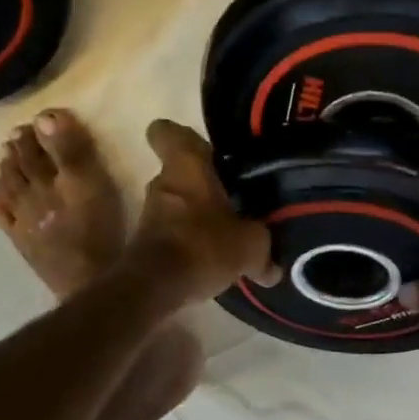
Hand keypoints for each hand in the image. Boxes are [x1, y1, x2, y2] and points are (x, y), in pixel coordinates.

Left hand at [122, 120, 276, 306]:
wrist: (154, 288)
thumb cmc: (203, 246)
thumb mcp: (250, 246)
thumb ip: (264, 249)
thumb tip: (272, 269)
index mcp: (186, 167)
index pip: (167, 132)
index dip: (183, 137)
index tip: (207, 151)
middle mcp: (162, 182)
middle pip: (180, 173)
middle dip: (203, 185)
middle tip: (232, 199)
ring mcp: (150, 213)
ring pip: (176, 203)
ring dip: (196, 215)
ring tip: (226, 235)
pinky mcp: (145, 242)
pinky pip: (172, 232)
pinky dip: (189, 241)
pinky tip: (212, 260)